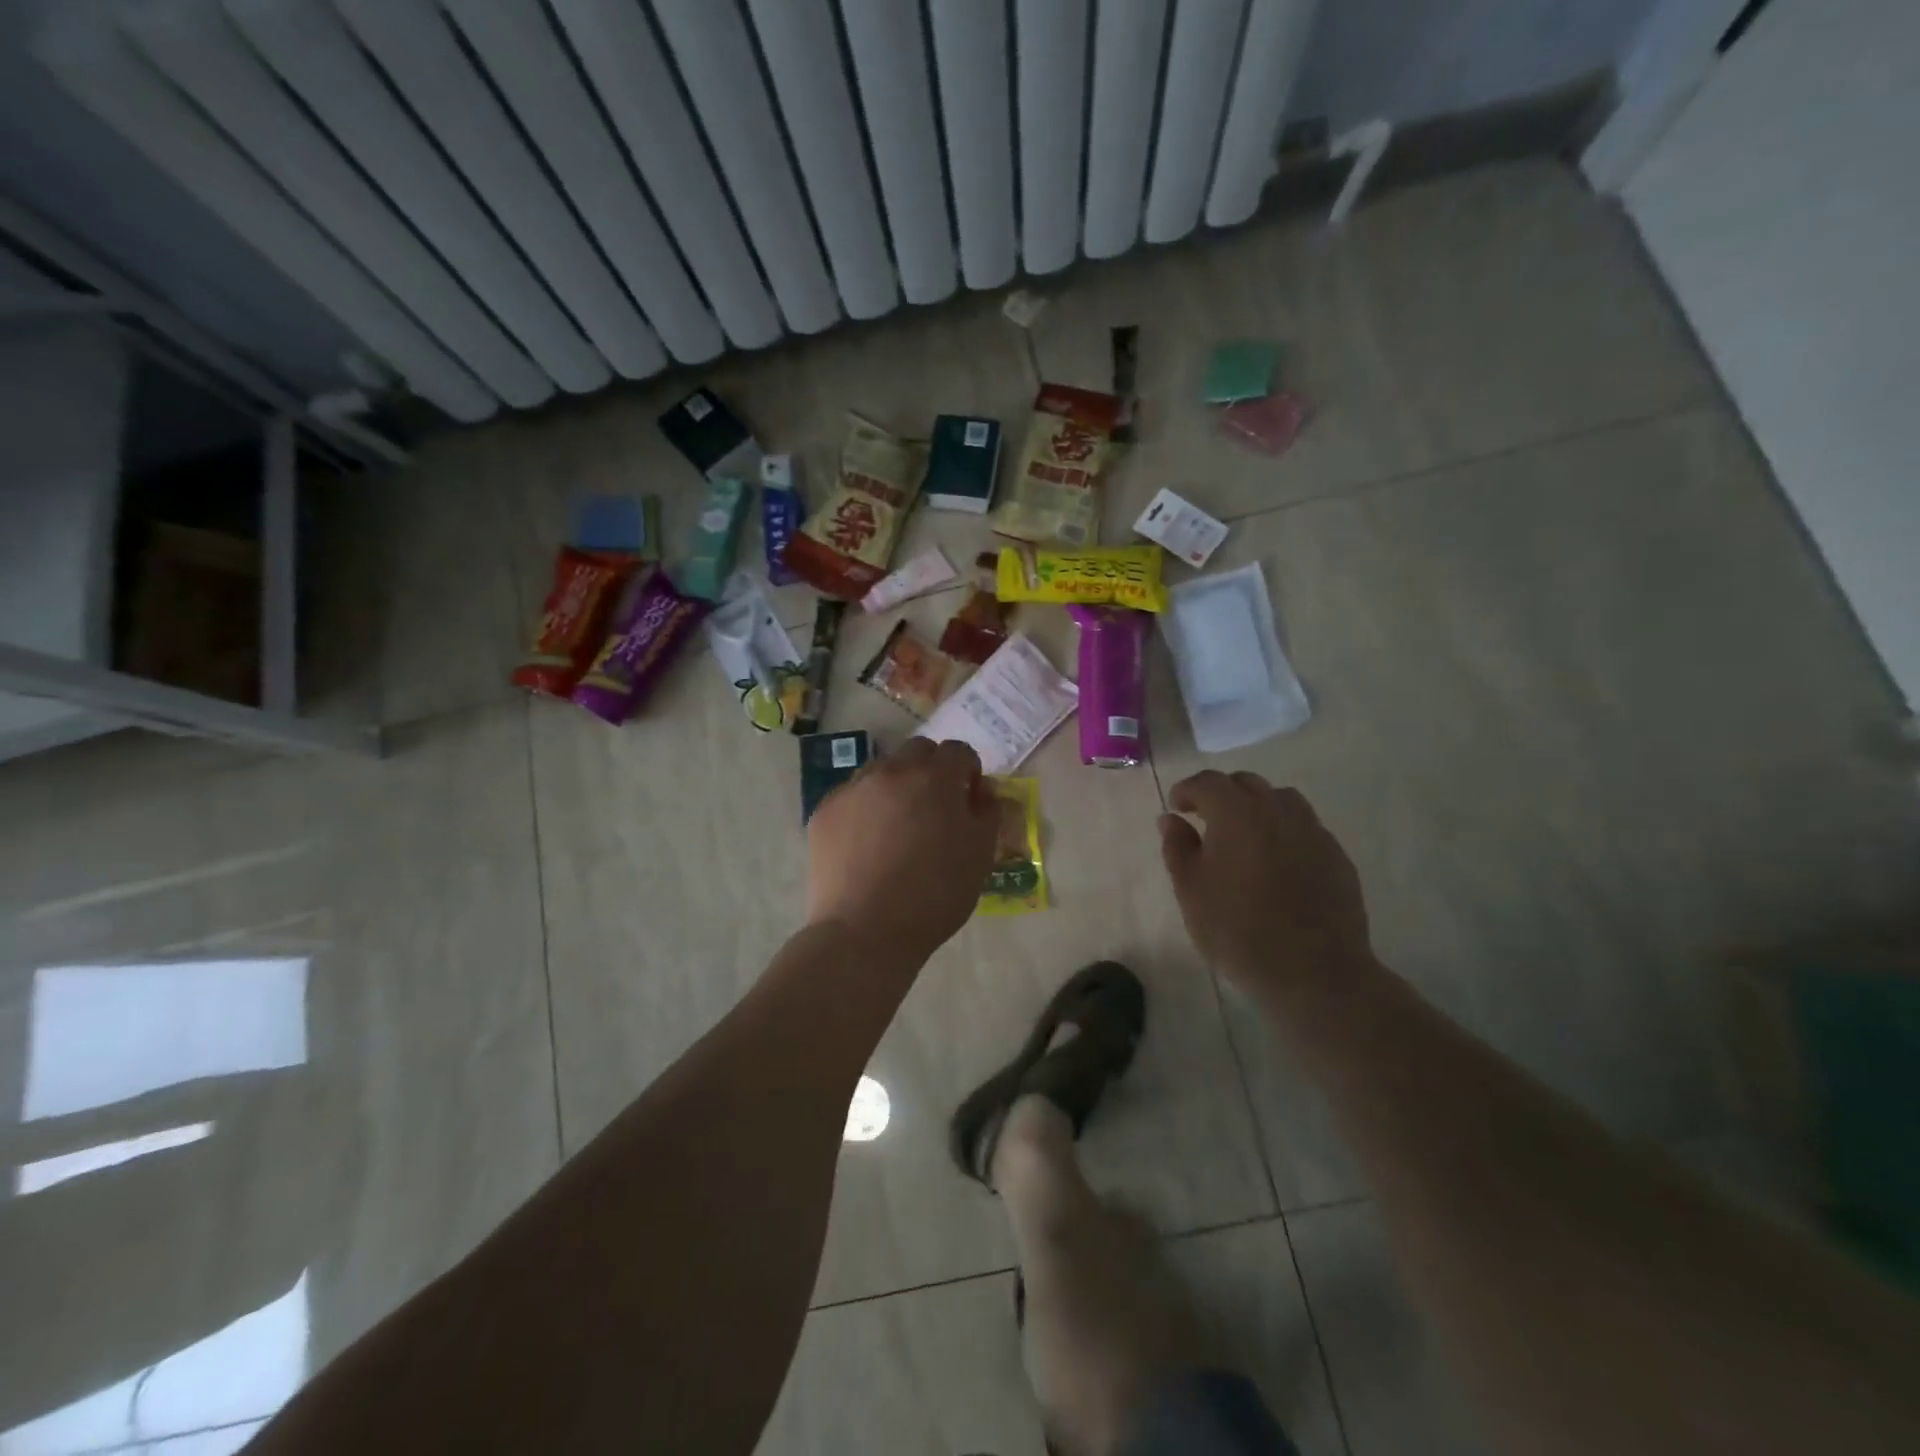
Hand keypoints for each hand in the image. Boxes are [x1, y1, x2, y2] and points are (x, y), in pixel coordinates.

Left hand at [806, 738, 999, 964]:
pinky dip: (865, 809)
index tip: (968, 797)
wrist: (865, 932)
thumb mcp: (980, 855)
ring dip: (896, 787)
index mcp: (934, 778)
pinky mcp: (824, 812)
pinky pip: (852, 797)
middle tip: (935, 808)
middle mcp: (891, 772)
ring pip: (881, 771)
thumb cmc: (934, 896)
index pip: (957, 751)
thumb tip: (981, 789)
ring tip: (898, 827)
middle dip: (931, 770)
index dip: (967, 770)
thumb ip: (987, 811)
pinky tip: (867, 845)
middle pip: (917, 752)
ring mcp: (852, 789)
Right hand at [1159, 771, 1372, 994]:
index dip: (1187, 790)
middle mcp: (1277, 811)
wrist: (1314, 973)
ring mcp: (1312, 830)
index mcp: (1236, 814)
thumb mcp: (1191, 892)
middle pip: (1245, 783)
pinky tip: (1276, 861)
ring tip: (1244, 836)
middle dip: (1221, 793)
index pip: (1207, 782)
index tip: (1176, 809)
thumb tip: (1171, 819)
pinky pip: (1304, 826)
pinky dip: (1283, 830)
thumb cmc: (1238, 932)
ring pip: (1280, 798)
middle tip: (1205, 820)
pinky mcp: (1336, 855)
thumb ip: (1178, 848)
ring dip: (1256, 806)